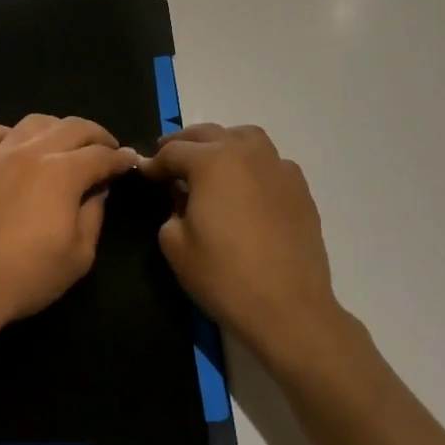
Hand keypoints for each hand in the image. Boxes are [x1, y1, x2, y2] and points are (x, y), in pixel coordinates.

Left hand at [0, 115, 137, 346]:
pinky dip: (9, 133)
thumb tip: (98, 191)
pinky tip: (13, 148)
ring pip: (34, 121)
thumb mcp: (78, 257)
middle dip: (96, 134)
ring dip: (57, 127)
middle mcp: (33, 152)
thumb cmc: (24, 276)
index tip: (130, 160)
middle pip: (73, 126)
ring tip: (64, 143)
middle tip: (106, 148)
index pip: (101, 155)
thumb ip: (93, 216)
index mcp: (63, 173)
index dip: (120, 157)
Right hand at [142, 124, 346, 369]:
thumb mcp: (176, 245)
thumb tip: (179, 197)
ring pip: (245, 138)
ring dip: (222, 143)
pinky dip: (252, 165)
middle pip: (208, 134)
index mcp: (212, 161)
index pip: (173, 151)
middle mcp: (246, 152)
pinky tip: (247, 187)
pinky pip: (270, 162)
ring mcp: (278, 167)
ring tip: (211, 162)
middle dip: (184, 145)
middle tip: (168, 160)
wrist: (289, 309)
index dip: (154, 163)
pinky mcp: (300, 188)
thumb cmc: (225, 276)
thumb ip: (170, 210)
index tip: (144, 173)